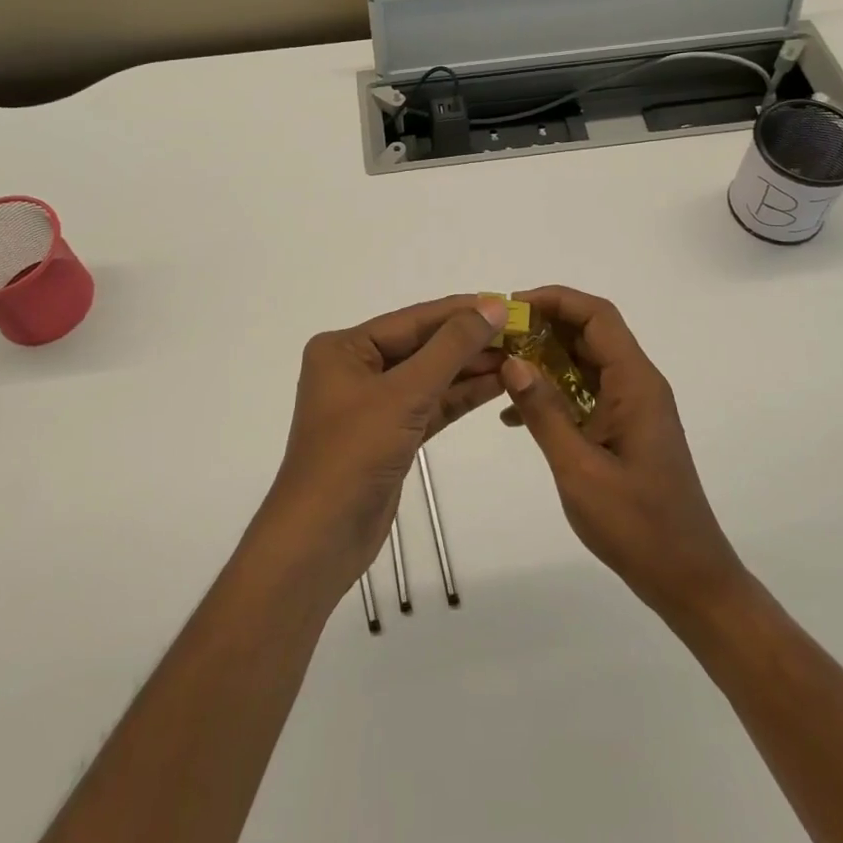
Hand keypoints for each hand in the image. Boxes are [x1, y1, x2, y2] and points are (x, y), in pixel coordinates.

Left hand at [260, 295, 510, 597]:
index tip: (506, 303)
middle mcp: (355, 368)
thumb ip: (451, 348)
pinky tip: (498, 385)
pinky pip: (430, 405)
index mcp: (345, 348)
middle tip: (521, 333)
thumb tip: (492, 306)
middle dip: (469, 341)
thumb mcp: (405, 393)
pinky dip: (460, 397)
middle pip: (422, 346)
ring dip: (470, 369)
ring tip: (519, 356)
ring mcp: (372, 404)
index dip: (460, 311)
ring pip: (429, 376)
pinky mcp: (390, 435)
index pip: (412, 320)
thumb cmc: (354, 453)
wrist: (321, 539)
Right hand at [500, 285, 743, 622]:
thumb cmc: (637, 525)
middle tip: (497, 337)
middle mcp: (637, 384)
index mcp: (635, 383)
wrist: (687, 579)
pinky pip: (586, 392)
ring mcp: (633, 407)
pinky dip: (553, 392)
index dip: (555, 300)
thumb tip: (512, 362)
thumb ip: (544, 412)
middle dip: (543, 327)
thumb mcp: (579, 469)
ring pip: (585, 362)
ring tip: (499, 368)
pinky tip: (516, 414)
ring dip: (544, 359)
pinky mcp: (625, 429)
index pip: (597, 316)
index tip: (512, 308)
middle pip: (590, 333)